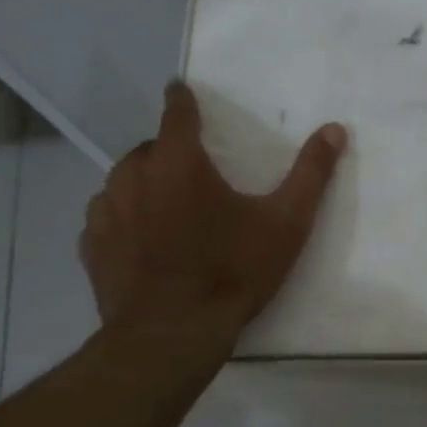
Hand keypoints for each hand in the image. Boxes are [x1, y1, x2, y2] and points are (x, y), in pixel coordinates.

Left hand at [80, 82, 346, 340]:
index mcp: (179, 161)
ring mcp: (106, 210)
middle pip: (150, 148)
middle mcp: (134, 175)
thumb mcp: (285, 224)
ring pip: (123, 181)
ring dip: (144, 184)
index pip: (176, 111)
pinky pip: (106, 217)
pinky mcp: (92, 245)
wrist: (172, 335)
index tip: (182, 91)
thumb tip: (335, 129)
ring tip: (167, 208)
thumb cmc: (232, 272)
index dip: (182, 99)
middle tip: (193, 175)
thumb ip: (310, 174)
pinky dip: (123, 218)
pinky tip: (140, 240)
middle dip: (169, 153)